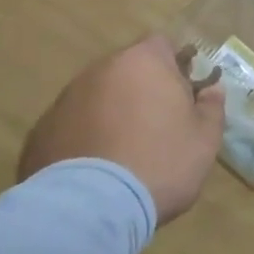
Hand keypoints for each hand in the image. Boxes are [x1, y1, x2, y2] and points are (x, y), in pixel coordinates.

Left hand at [18, 36, 226, 224]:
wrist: (90, 207)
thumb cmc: (160, 163)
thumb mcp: (204, 140)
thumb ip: (211, 107)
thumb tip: (211, 90)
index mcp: (143, 62)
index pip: (163, 45)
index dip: (176, 68)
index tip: (183, 97)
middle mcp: (101, 69)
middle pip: (128, 70)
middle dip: (142, 91)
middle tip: (157, 128)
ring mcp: (66, 97)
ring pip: (99, 97)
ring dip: (112, 113)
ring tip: (124, 154)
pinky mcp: (42, 129)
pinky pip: (73, 124)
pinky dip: (85, 138)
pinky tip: (95, 170)